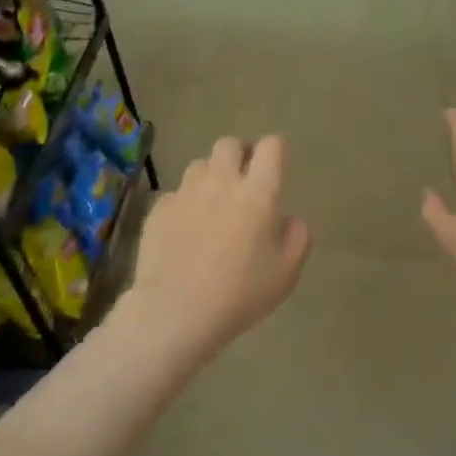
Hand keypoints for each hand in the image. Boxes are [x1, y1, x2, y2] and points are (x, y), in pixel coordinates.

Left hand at [129, 134, 311, 355]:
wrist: (175, 311)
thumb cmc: (239, 294)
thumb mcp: (286, 274)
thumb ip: (297, 238)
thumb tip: (289, 219)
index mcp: (257, 194)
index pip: (271, 147)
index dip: (276, 152)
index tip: (276, 169)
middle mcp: (220, 183)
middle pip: (229, 144)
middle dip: (240, 155)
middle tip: (244, 183)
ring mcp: (185, 193)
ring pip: (200, 165)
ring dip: (210, 177)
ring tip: (212, 205)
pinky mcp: (158, 209)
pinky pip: (175, 194)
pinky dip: (184, 204)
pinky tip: (185, 231)